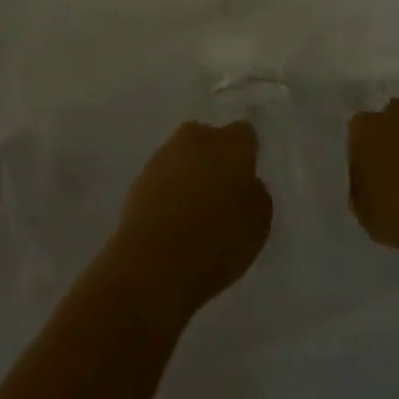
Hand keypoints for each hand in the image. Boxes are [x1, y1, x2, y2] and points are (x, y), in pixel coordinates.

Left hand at [107, 121, 272, 321]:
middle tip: (221, 189)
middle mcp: (197, 140)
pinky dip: (169, 187)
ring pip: (183, 153)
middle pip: (209, 136)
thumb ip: (257, 196)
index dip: (246, 153)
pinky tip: (172, 215)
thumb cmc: (215, 245)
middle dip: (215, 155)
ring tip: (195, 205)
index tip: (247, 177)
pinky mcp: (140, 176)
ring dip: (190, 170)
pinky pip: (163, 174)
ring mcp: (165, 156)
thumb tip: (248, 183)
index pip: (244, 134)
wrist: (151, 264)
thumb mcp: (257, 228)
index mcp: (231, 146)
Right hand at [349, 99, 398, 256]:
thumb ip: (360, 183)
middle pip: (391, 116)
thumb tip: (366, 176)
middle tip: (391, 164)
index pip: (358, 128)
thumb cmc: (393, 215)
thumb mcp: (361, 207)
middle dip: (390, 133)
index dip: (362, 147)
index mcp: (366, 128)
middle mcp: (396, 117)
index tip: (366, 167)